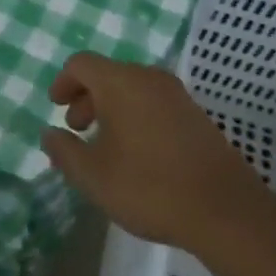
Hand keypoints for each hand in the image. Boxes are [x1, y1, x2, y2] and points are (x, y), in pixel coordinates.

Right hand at [43, 52, 275, 252]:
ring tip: (105, 144)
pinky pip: (155, 103)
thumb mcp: (93, 176)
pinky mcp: (197, 116)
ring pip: (133, 88)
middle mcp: (150, 78)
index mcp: (121, 82)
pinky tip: (137, 152)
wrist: (226, 212)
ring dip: (111, 108)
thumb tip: (49, 133)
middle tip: (77, 129)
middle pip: (108, 74)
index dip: (63, 82)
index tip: (55, 107)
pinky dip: (136, 116)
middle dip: (86, 98)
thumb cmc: (149, 188)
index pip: (82, 64)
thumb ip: (64, 150)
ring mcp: (178, 95)